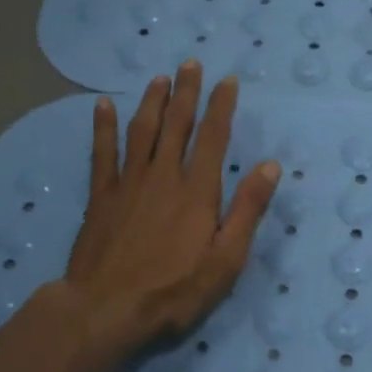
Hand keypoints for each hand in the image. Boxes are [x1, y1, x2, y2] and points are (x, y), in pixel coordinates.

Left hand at [51, 62, 279, 356]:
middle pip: (177, 124)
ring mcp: (128, 183)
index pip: (214, 137)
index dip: (221, 106)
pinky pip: (101, 152)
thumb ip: (247, 210)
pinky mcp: (100, 196)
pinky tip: (102, 105)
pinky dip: (102, 127)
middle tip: (190, 63)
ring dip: (152, 101)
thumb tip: (270, 166)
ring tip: (159, 78)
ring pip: (142, 131)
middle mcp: (164, 176)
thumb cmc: (174, 290)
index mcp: (198, 191)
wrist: (107, 308)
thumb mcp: (226, 259)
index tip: (227, 80)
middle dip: (186, 92)